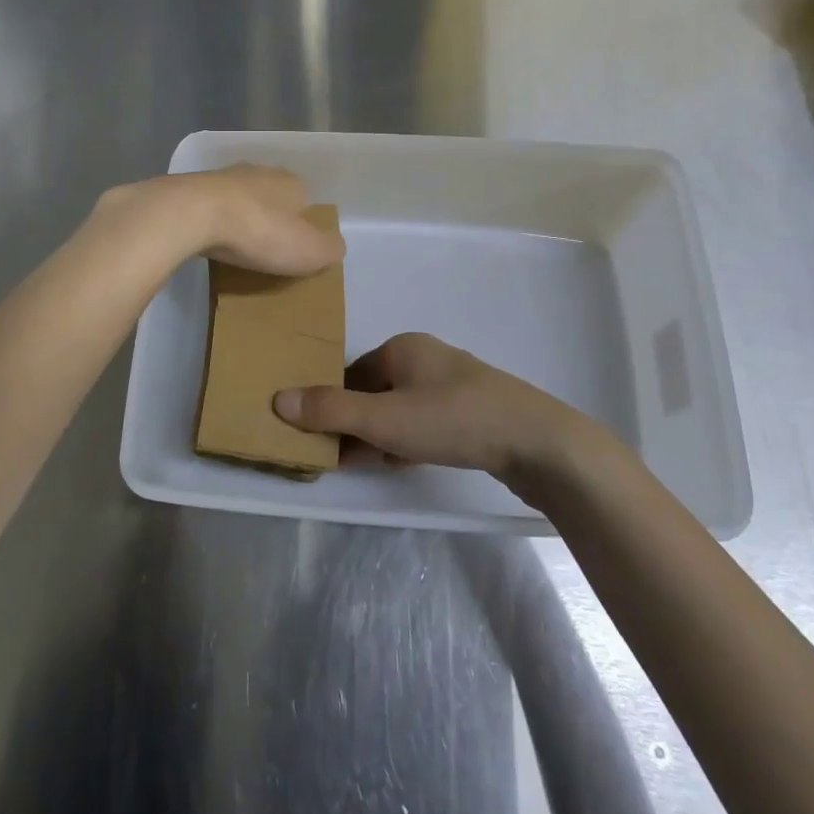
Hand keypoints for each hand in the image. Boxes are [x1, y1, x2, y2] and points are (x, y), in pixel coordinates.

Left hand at [97, 163, 345, 276]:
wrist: (193, 213)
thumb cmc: (260, 231)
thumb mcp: (309, 250)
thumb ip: (329, 248)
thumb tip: (335, 246)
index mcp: (291, 182)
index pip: (306, 199)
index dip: (303, 224)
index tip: (295, 248)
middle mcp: (260, 171)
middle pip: (272, 195)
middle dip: (271, 217)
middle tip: (266, 248)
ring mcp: (223, 176)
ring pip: (240, 197)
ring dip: (240, 216)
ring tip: (236, 246)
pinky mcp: (192, 187)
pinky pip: (211, 206)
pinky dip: (213, 220)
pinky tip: (209, 239)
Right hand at [272, 333, 586, 479]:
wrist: (535, 441)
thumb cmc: (452, 420)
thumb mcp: (384, 419)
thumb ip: (331, 411)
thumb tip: (278, 399)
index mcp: (403, 347)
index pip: (352, 373)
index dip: (333, 406)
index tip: (320, 440)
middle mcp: (427, 357)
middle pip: (375, 391)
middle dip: (357, 424)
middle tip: (341, 460)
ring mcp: (454, 383)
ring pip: (401, 409)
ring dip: (382, 436)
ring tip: (370, 466)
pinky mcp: (474, 410)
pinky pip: (427, 422)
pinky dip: (410, 440)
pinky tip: (407, 464)